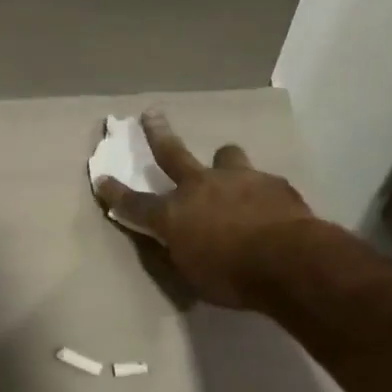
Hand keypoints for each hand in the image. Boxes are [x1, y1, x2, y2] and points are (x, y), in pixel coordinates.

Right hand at [93, 111, 312, 308]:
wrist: (290, 261)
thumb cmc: (232, 277)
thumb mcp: (193, 274)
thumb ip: (182, 251)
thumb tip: (180, 242)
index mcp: (173, 215)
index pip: (135, 203)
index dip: (115, 193)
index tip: (101, 179)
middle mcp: (200, 187)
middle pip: (172, 154)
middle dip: (158, 134)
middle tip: (152, 114)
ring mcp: (237, 179)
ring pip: (227, 156)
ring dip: (225, 162)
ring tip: (229, 168)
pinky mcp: (272, 183)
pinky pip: (262, 182)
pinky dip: (260, 192)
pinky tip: (271, 207)